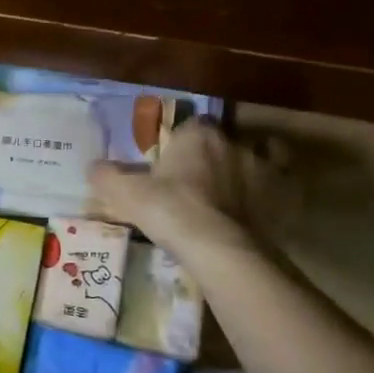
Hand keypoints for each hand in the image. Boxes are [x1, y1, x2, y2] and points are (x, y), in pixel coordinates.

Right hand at [90, 118, 277, 251]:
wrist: (218, 247)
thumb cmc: (169, 210)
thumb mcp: (126, 194)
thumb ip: (108, 176)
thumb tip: (93, 166)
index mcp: (198, 135)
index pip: (191, 125)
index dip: (181, 141)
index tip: (171, 160)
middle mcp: (233, 143)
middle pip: (221, 142)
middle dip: (210, 156)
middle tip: (194, 181)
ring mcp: (262, 169)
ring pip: (253, 160)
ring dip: (242, 172)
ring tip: (227, 196)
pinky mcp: (280, 197)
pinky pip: (277, 186)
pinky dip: (270, 192)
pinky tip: (256, 207)